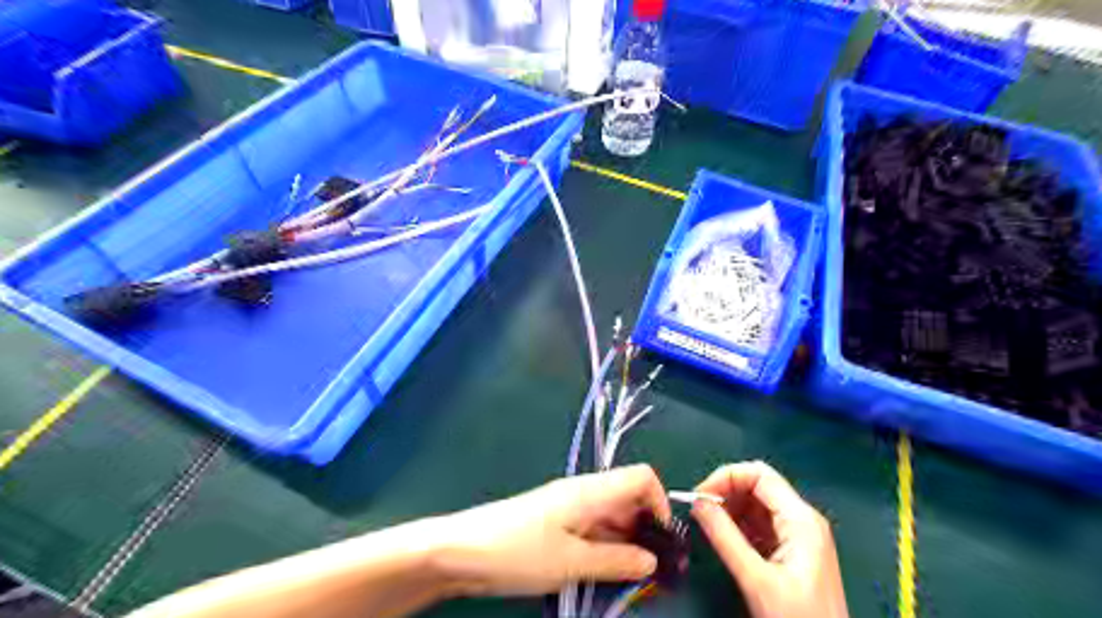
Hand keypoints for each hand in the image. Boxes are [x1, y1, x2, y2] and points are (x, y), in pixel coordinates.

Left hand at [427, 467, 672, 595]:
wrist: (461, 551)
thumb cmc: (518, 551)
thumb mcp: (571, 563)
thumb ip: (616, 561)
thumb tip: (652, 560)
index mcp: (591, 491)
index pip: (642, 478)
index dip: (660, 504)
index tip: (663, 542)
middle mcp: (584, 493)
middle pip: (629, 499)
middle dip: (647, 529)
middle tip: (658, 571)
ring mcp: (569, 509)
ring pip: (612, 518)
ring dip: (628, 542)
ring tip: (637, 579)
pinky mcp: (557, 524)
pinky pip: (593, 530)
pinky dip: (608, 548)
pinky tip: (609, 573)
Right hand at [691, 462, 844, 616]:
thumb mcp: (756, 579)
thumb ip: (725, 537)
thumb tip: (697, 503)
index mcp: (800, 519)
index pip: (759, 474)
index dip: (726, 477)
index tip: (699, 496)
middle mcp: (802, 519)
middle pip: (758, 485)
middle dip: (726, 492)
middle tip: (700, 512)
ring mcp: (799, 535)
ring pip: (758, 504)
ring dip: (731, 509)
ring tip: (709, 527)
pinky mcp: (793, 551)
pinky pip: (761, 524)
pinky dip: (740, 526)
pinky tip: (726, 540)